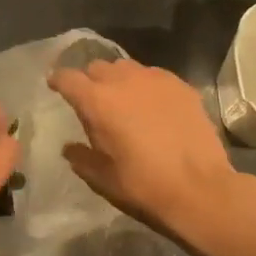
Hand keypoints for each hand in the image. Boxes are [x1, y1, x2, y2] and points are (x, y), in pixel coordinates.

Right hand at [48, 59, 237, 242]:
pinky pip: (154, 75)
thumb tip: (70, 148)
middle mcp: (123, 80)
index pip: (68, 78)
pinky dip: (146, 85)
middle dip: (89, 79)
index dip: (58, 80)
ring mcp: (154, 79)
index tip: (55, 86)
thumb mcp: (102, 178)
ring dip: (118, 79)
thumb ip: (81, 157)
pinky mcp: (180, 85)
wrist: (200, 189)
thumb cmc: (143, 185)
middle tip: (93, 100)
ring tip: (124, 99)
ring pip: (126, 67)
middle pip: (97, 67)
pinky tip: (153, 105)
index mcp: (97, 101)